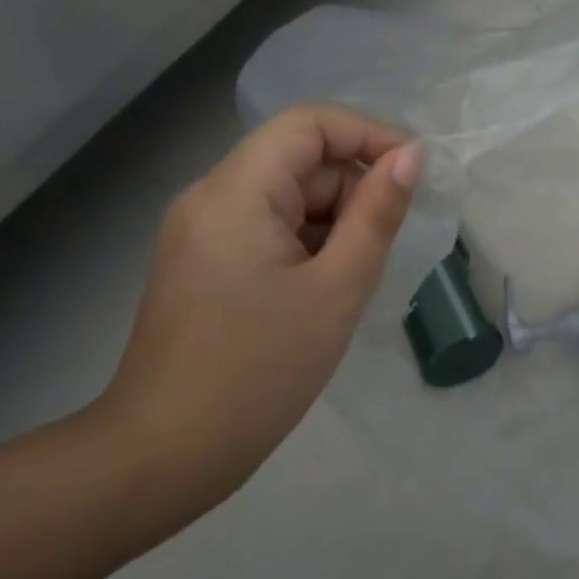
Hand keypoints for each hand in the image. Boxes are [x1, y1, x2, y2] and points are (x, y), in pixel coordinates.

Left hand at [92, 103, 420, 516]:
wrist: (165, 455)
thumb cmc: (260, 371)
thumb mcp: (337, 288)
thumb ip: (377, 214)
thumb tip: (411, 155)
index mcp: (235, 191)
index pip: (309, 123)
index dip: (368, 134)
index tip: (413, 174)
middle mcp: (210, 196)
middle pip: (298, 161)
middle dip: (350, 192)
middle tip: (377, 252)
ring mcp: (201, 230)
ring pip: (286, 196)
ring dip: (330, 224)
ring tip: (345, 284)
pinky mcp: (202, 261)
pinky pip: (267, 227)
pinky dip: (305, 245)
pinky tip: (318, 294)